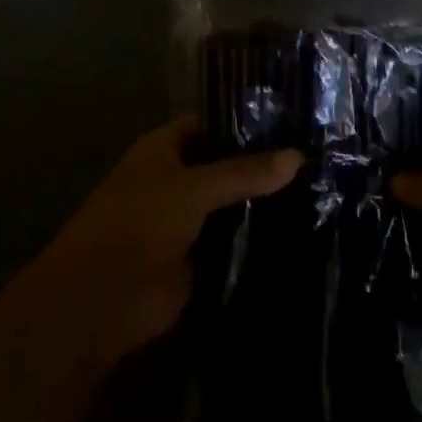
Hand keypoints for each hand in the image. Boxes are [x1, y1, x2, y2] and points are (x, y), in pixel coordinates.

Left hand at [6, 120, 299, 370]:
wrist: (101, 302)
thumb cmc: (137, 224)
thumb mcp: (192, 188)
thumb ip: (243, 172)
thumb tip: (298, 156)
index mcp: (164, 150)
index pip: (212, 124)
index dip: (247, 121)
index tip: (292, 119)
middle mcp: (176, 180)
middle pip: (225, 165)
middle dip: (262, 163)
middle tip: (317, 155)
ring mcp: (187, 220)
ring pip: (232, 203)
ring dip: (263, 202)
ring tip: (320, 188)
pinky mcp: (198, 259)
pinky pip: (233, 241)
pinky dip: (258, 238)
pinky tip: (300, 230)